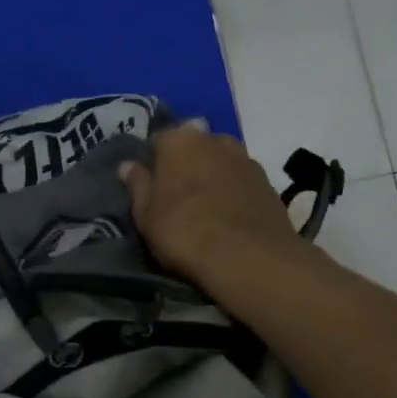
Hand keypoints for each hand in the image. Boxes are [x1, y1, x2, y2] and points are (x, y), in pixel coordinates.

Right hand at [120, 126, 307, 292]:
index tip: (151, 185)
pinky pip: (242, 181)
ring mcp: (246, 159)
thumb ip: (137, 184)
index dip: (153, 162)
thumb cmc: (185, 232)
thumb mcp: (146, 214)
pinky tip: (230, 217)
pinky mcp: (269, 182)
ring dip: (213, 176)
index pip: (158, 140)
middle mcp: (215, 139)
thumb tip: (127, 164)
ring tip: (206, 208)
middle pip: (194, 147)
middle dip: (186, 164)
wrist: (250, 258)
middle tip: (178, 197)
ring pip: (221, 162)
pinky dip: (234, 192)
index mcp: (180, 139)